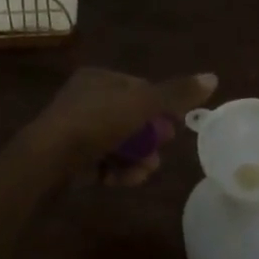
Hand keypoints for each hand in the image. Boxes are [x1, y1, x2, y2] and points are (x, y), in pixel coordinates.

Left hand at [29, 67, 218, 185]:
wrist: (45, 163)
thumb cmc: (95, 123)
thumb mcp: (142, 104)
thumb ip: (176, 93)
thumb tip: (213, 77)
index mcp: (99, 78)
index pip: (140, 88)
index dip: (160, 107)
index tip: (173, 127)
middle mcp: (85, 99)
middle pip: (131, 117)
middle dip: (149, 138)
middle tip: (159, 153)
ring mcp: (74, 130)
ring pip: (118, 143)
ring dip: (136, 158)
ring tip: (145, 172)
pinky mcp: (68, 159)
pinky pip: (101, 161)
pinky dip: (116, 170)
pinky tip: (125, 181)